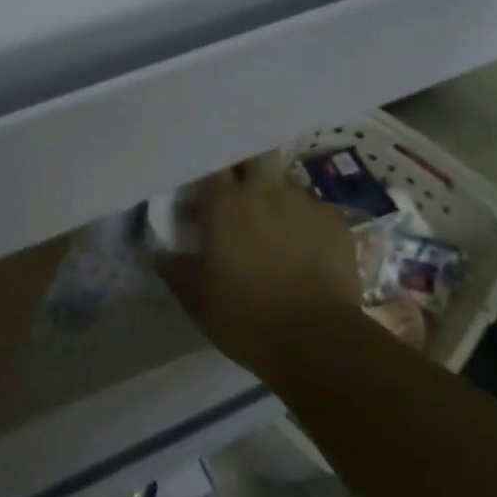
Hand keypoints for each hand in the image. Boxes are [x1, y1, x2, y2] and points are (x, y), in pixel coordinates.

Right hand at [159, 157, 364, 375]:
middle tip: (242, 194)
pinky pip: (318, 213)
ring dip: (278, 200)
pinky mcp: (338, 225)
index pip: (212, 165)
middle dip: (249, 166)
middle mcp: (267, 191)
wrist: (318, 341)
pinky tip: (307, 251)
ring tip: (276, 231)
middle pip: (257, 155)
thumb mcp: (196, 299)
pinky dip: (308, 225)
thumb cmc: (245, 316)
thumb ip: (175, 269)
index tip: (202, 196)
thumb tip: (158, 254)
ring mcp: (307, 205)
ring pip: (288, 185)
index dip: (207, 176)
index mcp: (227, 203)